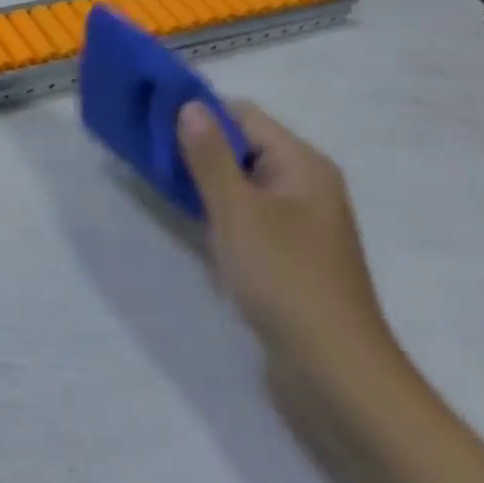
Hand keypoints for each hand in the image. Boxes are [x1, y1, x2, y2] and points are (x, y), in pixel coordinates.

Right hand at [178, 100, 399, 389]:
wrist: (337, 378)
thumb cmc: (286, 281)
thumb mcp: (238, 212)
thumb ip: (209, 155)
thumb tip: (188, 104)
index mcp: (302, 164)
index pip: (243, 115)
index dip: (199, 112)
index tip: (152, 121)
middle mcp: (303, 185)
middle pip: (241, 145)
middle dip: (195, 146)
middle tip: (146, 151)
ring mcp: (296, 223)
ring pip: (240, 182)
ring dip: (202, 180)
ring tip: (157, 181)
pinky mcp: (286, 255)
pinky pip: (245, 215)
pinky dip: (216, 211)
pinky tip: (188, 220)